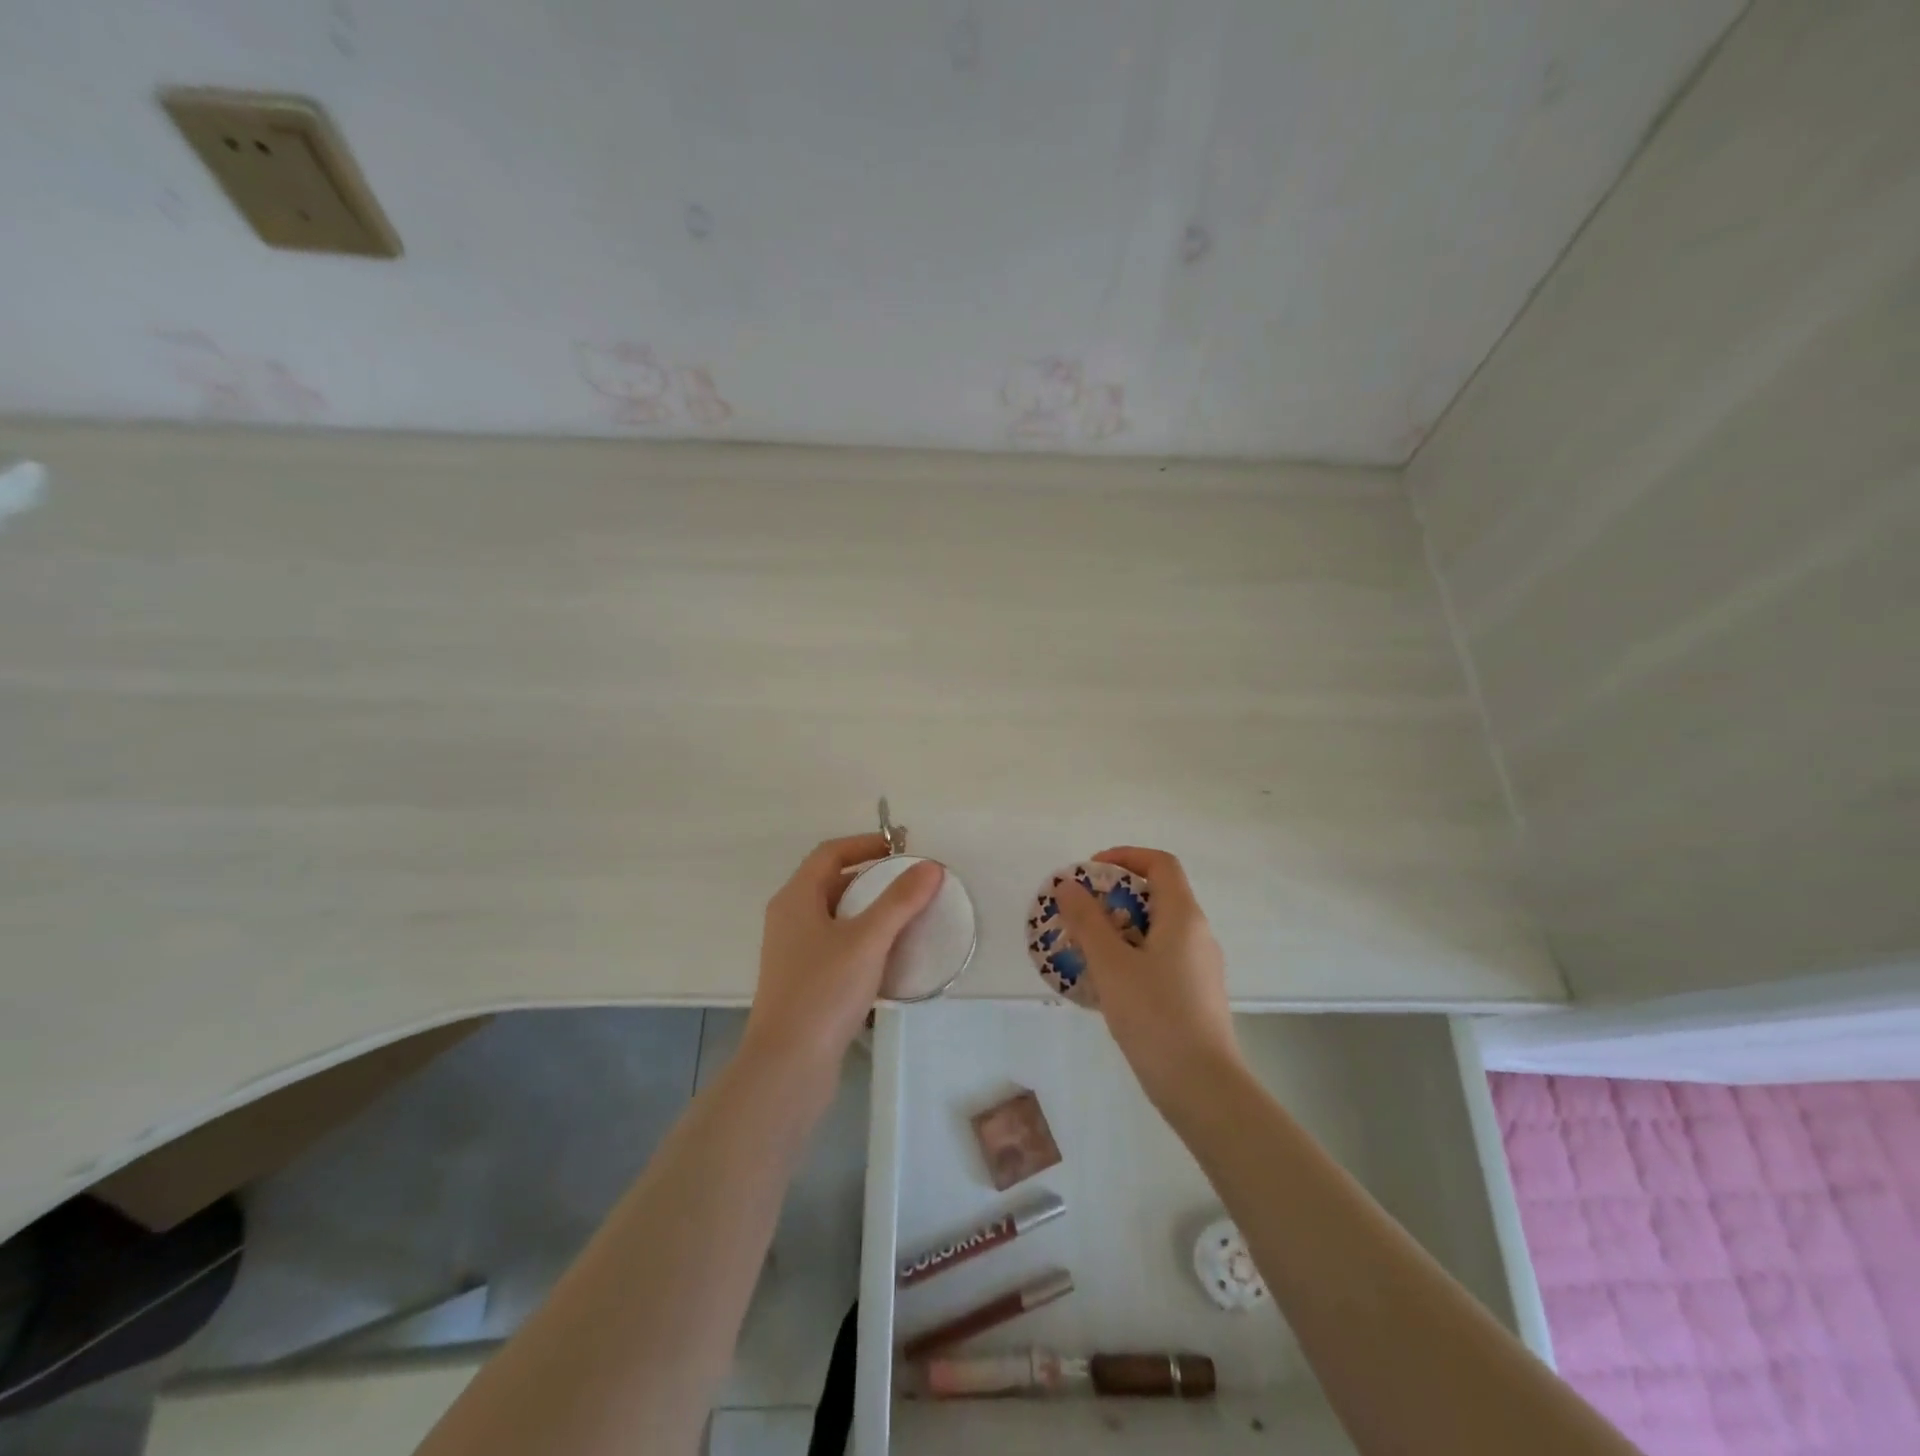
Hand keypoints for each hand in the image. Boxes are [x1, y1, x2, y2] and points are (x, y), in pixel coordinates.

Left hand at [741, 834, 943, 1087]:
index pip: (830, 853)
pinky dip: (863, 940)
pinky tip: (889, 957)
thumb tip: (930, 866)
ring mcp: (793, 952)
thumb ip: (900, 901)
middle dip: (872, 877)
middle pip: (832, 882)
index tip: (902, 848)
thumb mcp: (867, 940)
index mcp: (795, 898)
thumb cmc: (823, 992)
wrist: (787, 1067)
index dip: (865, 843)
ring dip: (869, 910)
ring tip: (907, 916)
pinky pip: (836, 945)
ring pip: (835, 916)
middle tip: (910, 882)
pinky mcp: (803, 982)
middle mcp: (789, 919)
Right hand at [1053, 846, 1239, 1106]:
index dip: (1124, 856)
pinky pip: (1161, 957)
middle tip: (1079, 914)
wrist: (1203, 1088)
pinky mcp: (1196, 994)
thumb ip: (1088, 921)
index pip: (1160, 863)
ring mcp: (1200, 966)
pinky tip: (1108, 984)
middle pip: (1158, 895)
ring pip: (1157, 929)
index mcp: (1183, 916)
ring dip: (1120, 928)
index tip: (1090, 872)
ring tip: (1085, 949)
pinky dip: (1132, 955)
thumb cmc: (1156, 1016)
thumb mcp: (1111, 964)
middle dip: (1115, 896)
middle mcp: (1198, 934)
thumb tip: (1070, 886)